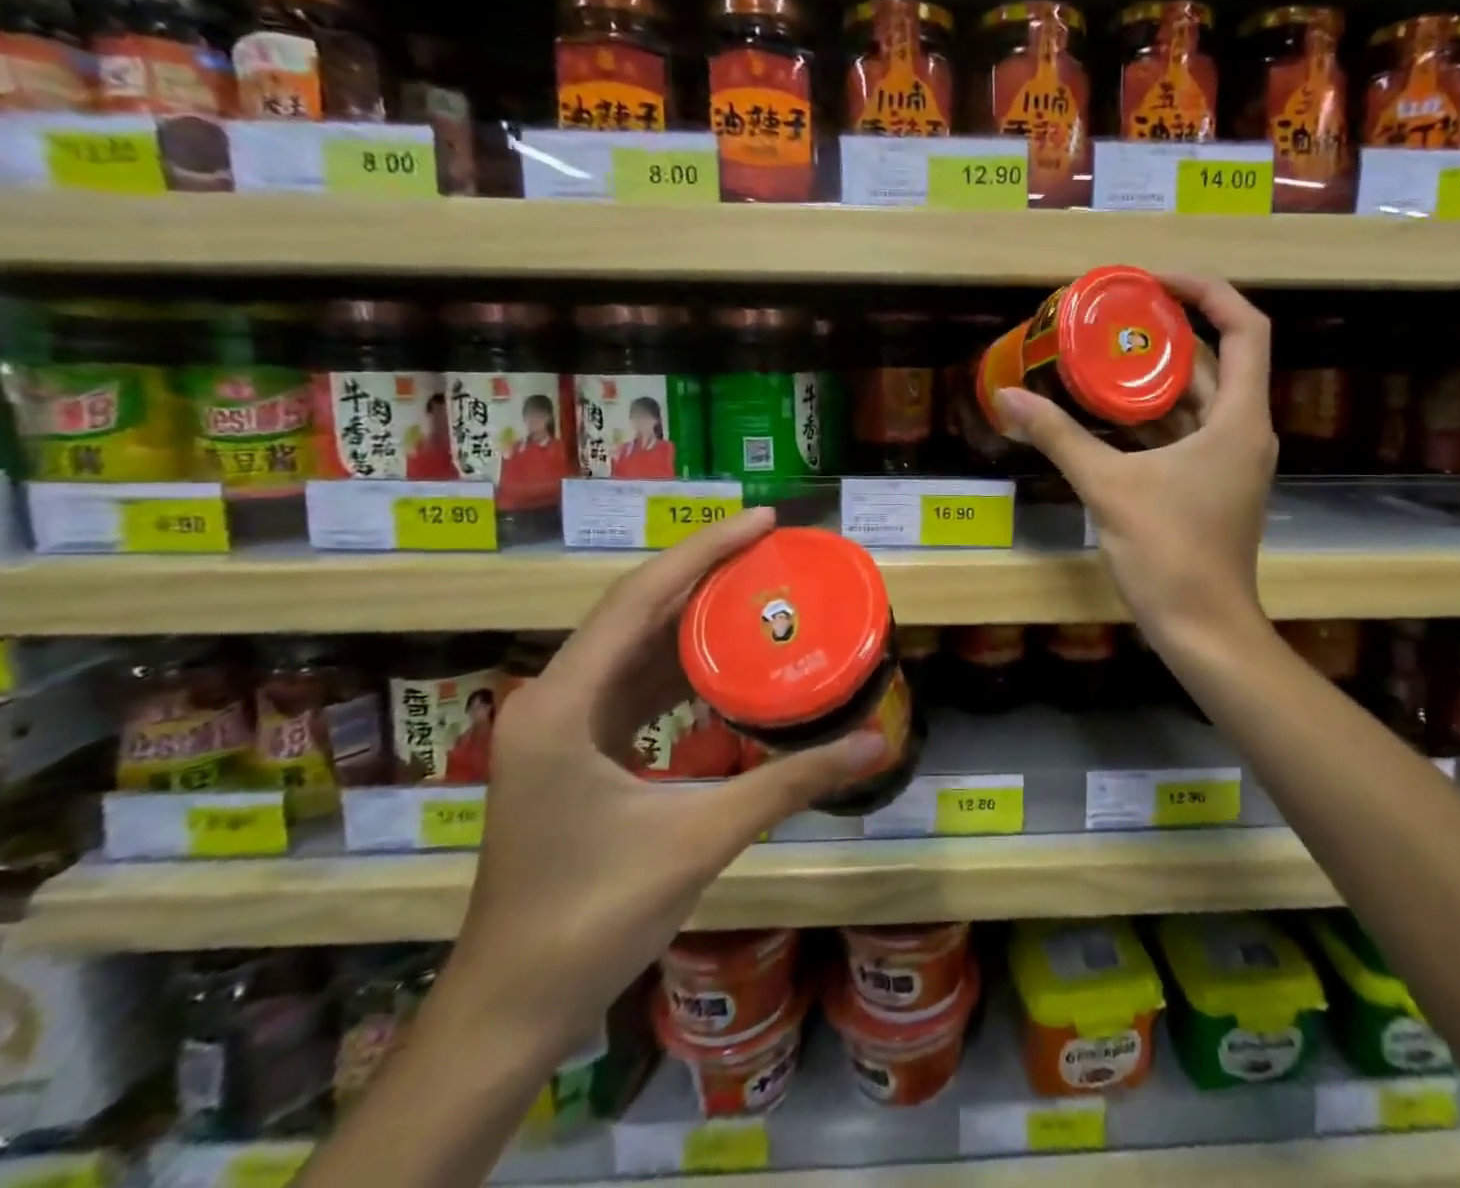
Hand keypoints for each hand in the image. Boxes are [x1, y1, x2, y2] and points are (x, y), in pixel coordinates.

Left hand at [440, 508, 886, 1062]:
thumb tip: (876, 744)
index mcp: (563, 703)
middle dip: (704, 572)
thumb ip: (791, 783)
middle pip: (635, 610)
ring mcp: (558, 724)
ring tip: (756, 588)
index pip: (639, 598)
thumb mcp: (701, 837)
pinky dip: (679, 663)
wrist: (512, 1008)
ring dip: (692, 615)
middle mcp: (553, 698)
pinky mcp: (572, 749)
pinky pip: (632, 683)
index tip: (764, 521)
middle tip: (772, 548)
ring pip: (632, 644)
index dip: (704, 551)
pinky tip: (724, 660)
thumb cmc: (594, 917)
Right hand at [993, 274, 1275, 650]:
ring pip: (1197, 399)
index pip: (1245, 327)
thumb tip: (1008, 396)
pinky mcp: (1211, 485)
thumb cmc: (1168, 553)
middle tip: (1111, 316)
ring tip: (1101, 354)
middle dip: (1166, 332)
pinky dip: (1151, 417)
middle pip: (1216, 359)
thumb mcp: (1108, 487)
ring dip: (1154, 376)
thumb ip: (1058, 437)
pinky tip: (1106, 413)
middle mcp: (1244, 430)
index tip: (1152, 282)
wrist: (1203, 628)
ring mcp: (1229, 461)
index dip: (1205, 291)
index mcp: (1238, 418)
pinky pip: (1185, 432)